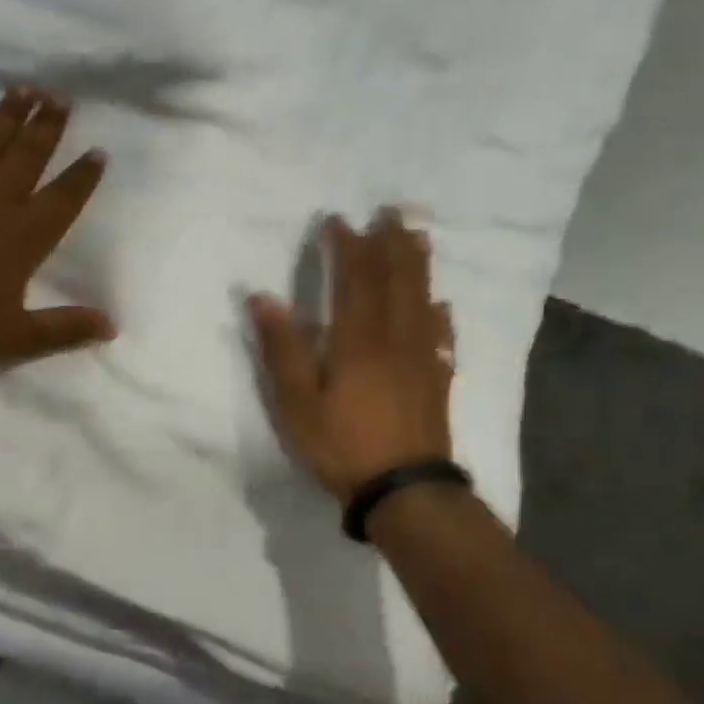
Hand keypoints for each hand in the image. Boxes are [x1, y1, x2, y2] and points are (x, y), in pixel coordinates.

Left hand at [0, 88, 115, 383]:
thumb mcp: (16, 338)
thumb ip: (65, 328)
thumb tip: (113, 326)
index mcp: (24, 237)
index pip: (63, 198)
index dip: (82, 176)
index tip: (98, 150)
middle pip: (28, 156)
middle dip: (48, 127)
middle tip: (62, 98)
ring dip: (8, 113)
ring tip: (25, 88)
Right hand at [248, 211, 455, 501]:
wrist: (405, 491)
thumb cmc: (342, 445)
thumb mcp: (296, 401)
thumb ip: (282, 347)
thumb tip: (263, 297)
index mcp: (357, 340)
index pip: (353, 280)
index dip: (347, 247)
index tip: (340, 220)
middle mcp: (395, 339)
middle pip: (395, 281)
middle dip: (390, 244)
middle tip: (390, 212)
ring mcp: (421, 359)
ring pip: (422, 300)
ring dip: (418, 266)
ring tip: (418, 237)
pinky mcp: (436, 381)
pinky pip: (441, 338)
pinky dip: (440, 315)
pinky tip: (441, 306)